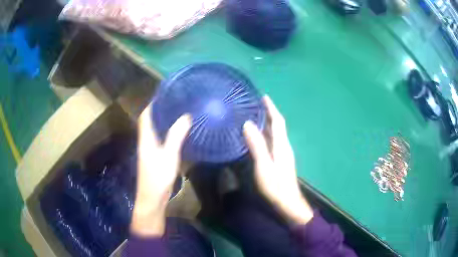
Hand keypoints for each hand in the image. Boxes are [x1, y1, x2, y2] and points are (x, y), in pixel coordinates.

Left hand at [131, 104, 190, 236]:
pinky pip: (159, 139)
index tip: (164, 95)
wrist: (152, 198)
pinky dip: (166, 132)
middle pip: (149, 121)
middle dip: (159, 110)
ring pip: (154, 130)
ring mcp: (149, 150)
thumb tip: (185, 116)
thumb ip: (176, 136)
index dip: (153, 104)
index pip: (145, 116)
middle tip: (175, 102)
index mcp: (146, 138)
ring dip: (163, 121)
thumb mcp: (169, 156)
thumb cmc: (158, 177)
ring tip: (178, 113)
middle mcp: (145, 142)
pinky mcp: (154, 158)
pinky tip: (177, 132)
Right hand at [243, 96, 313, 224]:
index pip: (278, 121)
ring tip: (255, 115)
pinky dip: (267, 133)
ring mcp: (283, 153)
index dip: (271, 108)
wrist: (288, 202)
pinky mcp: (281, 159)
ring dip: (268, 122)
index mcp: (281, 145)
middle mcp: (284, 145)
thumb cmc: (275, 185)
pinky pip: (274, 140)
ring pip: (276, 132)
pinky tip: (259, 135)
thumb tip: (248, 124)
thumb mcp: (263, 166)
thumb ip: (257, 145)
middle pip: (278, 125)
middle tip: (255, 104)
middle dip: (269, 112)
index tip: (264, 96)